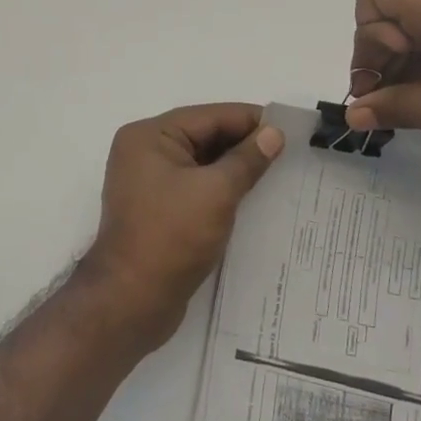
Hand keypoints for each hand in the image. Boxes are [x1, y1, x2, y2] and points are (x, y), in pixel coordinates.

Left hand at [78, 103, 284, 347]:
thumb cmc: (172, 238)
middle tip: (289, 150)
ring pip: (202, 162)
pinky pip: (196, 185)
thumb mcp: (216, 192)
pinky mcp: (157, 208)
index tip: (289, 127)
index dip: (250, 120)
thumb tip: (274, 133)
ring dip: (235, 166)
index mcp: (149, 136)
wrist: (131, 303)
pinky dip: (222, 187)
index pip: (209, 116)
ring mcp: (149, 181)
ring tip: (278, 171)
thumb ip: (247, 159)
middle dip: (244, 143)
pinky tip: (252, 194)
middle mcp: (144, 151)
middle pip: (204, 136)